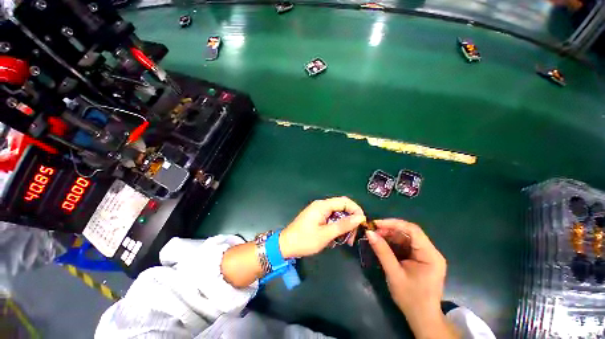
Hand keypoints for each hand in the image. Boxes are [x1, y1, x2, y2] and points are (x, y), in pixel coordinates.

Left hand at [279, 197, 365, 257]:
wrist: (286, 245)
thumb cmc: (305, 240)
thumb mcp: (326, 234)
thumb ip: (343, 225)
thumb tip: (360, 217)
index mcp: (322, 205)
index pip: (345, 201)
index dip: (356, 210)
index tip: (362, 224)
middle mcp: (321, 205)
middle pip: (342, 207)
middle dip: (350, 221)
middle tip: (353, 237)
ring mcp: (319, 211)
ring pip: (338, 214)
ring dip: (344, 226)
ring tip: (346, 241)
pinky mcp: (317, 217)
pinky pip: (332, 219)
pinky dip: (337, 227)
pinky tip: (337, 238)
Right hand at [366, 219, 452, 337]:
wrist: (422, 318)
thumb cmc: (410, 298)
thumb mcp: (394, 274)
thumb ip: (382, 251)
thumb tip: (369, 232)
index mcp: (430, 255)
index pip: (413, 230)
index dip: (393, 223)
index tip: (376, 224)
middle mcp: (431, 251)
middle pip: (409, 232)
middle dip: (389, 230)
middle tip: (373, 232)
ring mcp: (426, 255)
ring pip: (406, 237)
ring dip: (390, 236)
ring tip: (375, 237)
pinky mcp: (421, 259)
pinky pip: (405, 245)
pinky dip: (393, 243)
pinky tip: (383, 244)